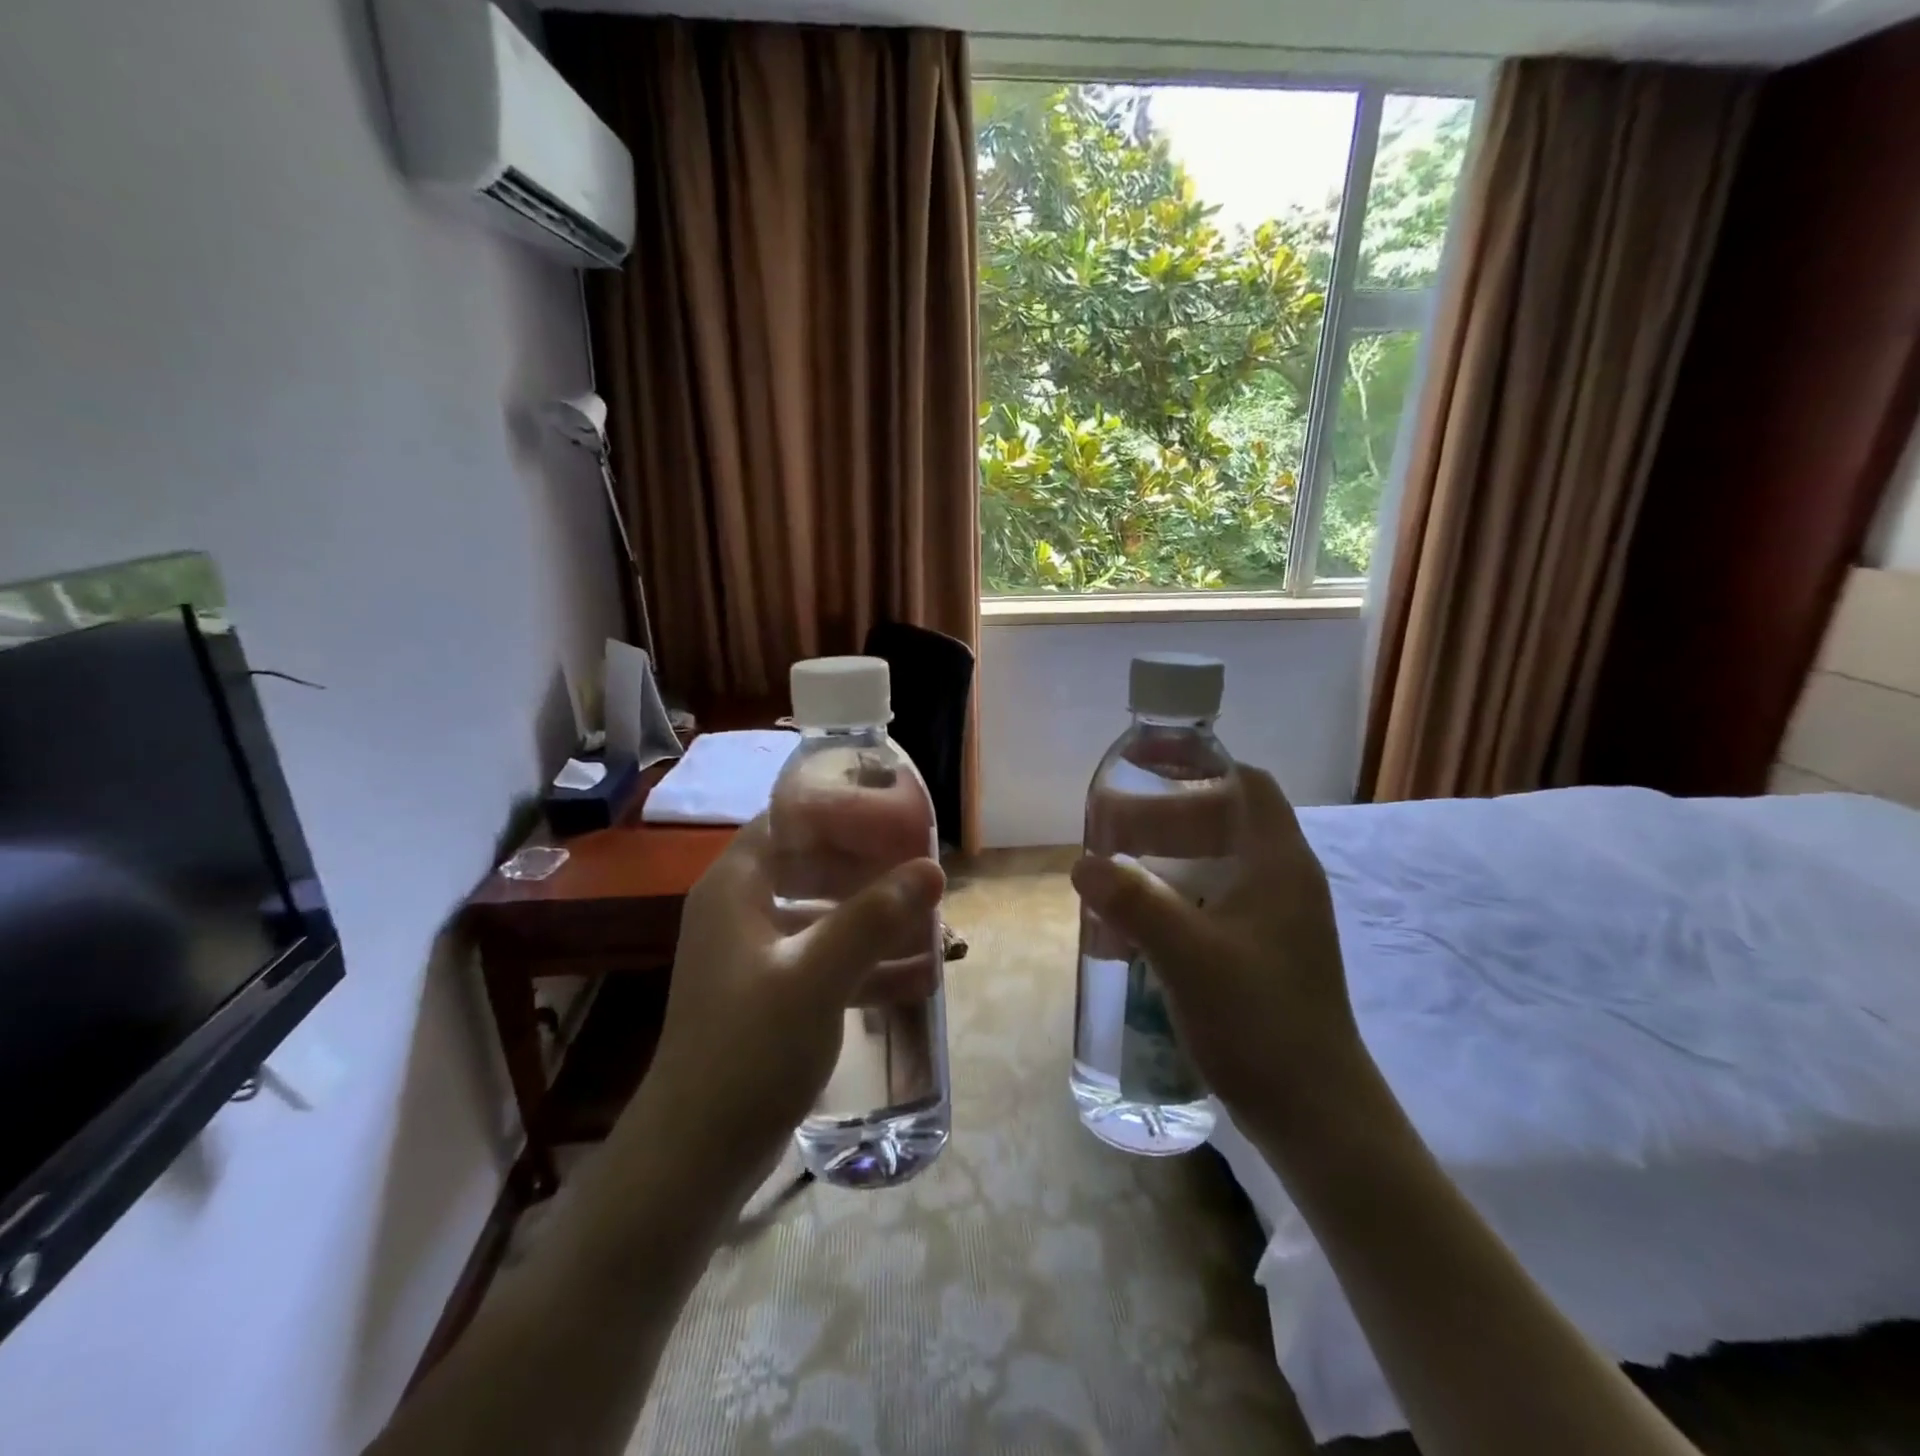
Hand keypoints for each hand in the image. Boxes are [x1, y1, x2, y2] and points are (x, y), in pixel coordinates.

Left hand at [641, 815, 944, 1185]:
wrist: (696, 1155)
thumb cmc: (749, 1050)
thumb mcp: (816, 977)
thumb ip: (873, 918)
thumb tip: (931, 869)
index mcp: (736, 887)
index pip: (788, 819)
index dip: (840, 811)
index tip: (894, 816)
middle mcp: (741, 910)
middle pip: (812, 865)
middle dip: (870, 868)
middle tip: (923, 871)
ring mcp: (756, 956)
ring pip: (825, 915)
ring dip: (876, 919)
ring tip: (934, 925)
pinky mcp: (770, 995)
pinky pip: (826, 960)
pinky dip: (866, 963)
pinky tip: (919, 978)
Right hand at [1069, 765, 1362, 1122]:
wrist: (1317, 1116)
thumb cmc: (1260, 1022)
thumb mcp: (1188, 955)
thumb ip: (1134, 902)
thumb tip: (1082, 863)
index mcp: (1280, 864)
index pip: (1247, 784)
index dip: (1198, 768)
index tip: (1145, 771)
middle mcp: (1284, 882)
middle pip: (1223, 823)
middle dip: (1165, 819)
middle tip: (1110, 830)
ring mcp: (1276, 921)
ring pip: (1216, 866)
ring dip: (1166, 860)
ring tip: (1114, 872)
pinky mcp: (1264, 954)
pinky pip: (1214, 904)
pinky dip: (1176, 898)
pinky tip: (1138, 923)